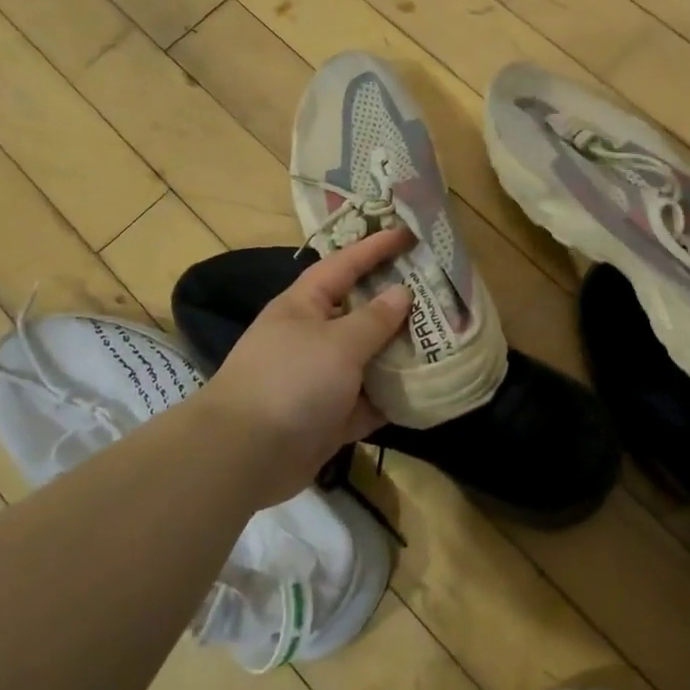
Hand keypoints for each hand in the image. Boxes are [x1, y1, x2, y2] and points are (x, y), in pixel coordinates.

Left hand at [198, 228, 413, 507]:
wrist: (244, 456)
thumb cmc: (291, 381)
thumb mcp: (338, 343)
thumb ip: (374, 319)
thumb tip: (402, 293)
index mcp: (305, 306)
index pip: (344, 265)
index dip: (375, 247)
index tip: (409, 234)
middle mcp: (313, 337)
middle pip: (362, 312)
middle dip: (397, 303)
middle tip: (438, 290)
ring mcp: (321, 378)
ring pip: (370, 358)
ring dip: (401, 353)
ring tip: (444, 339)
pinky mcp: (330, 416)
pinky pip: (370, 400)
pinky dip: (393, 397)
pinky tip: (428, 391)